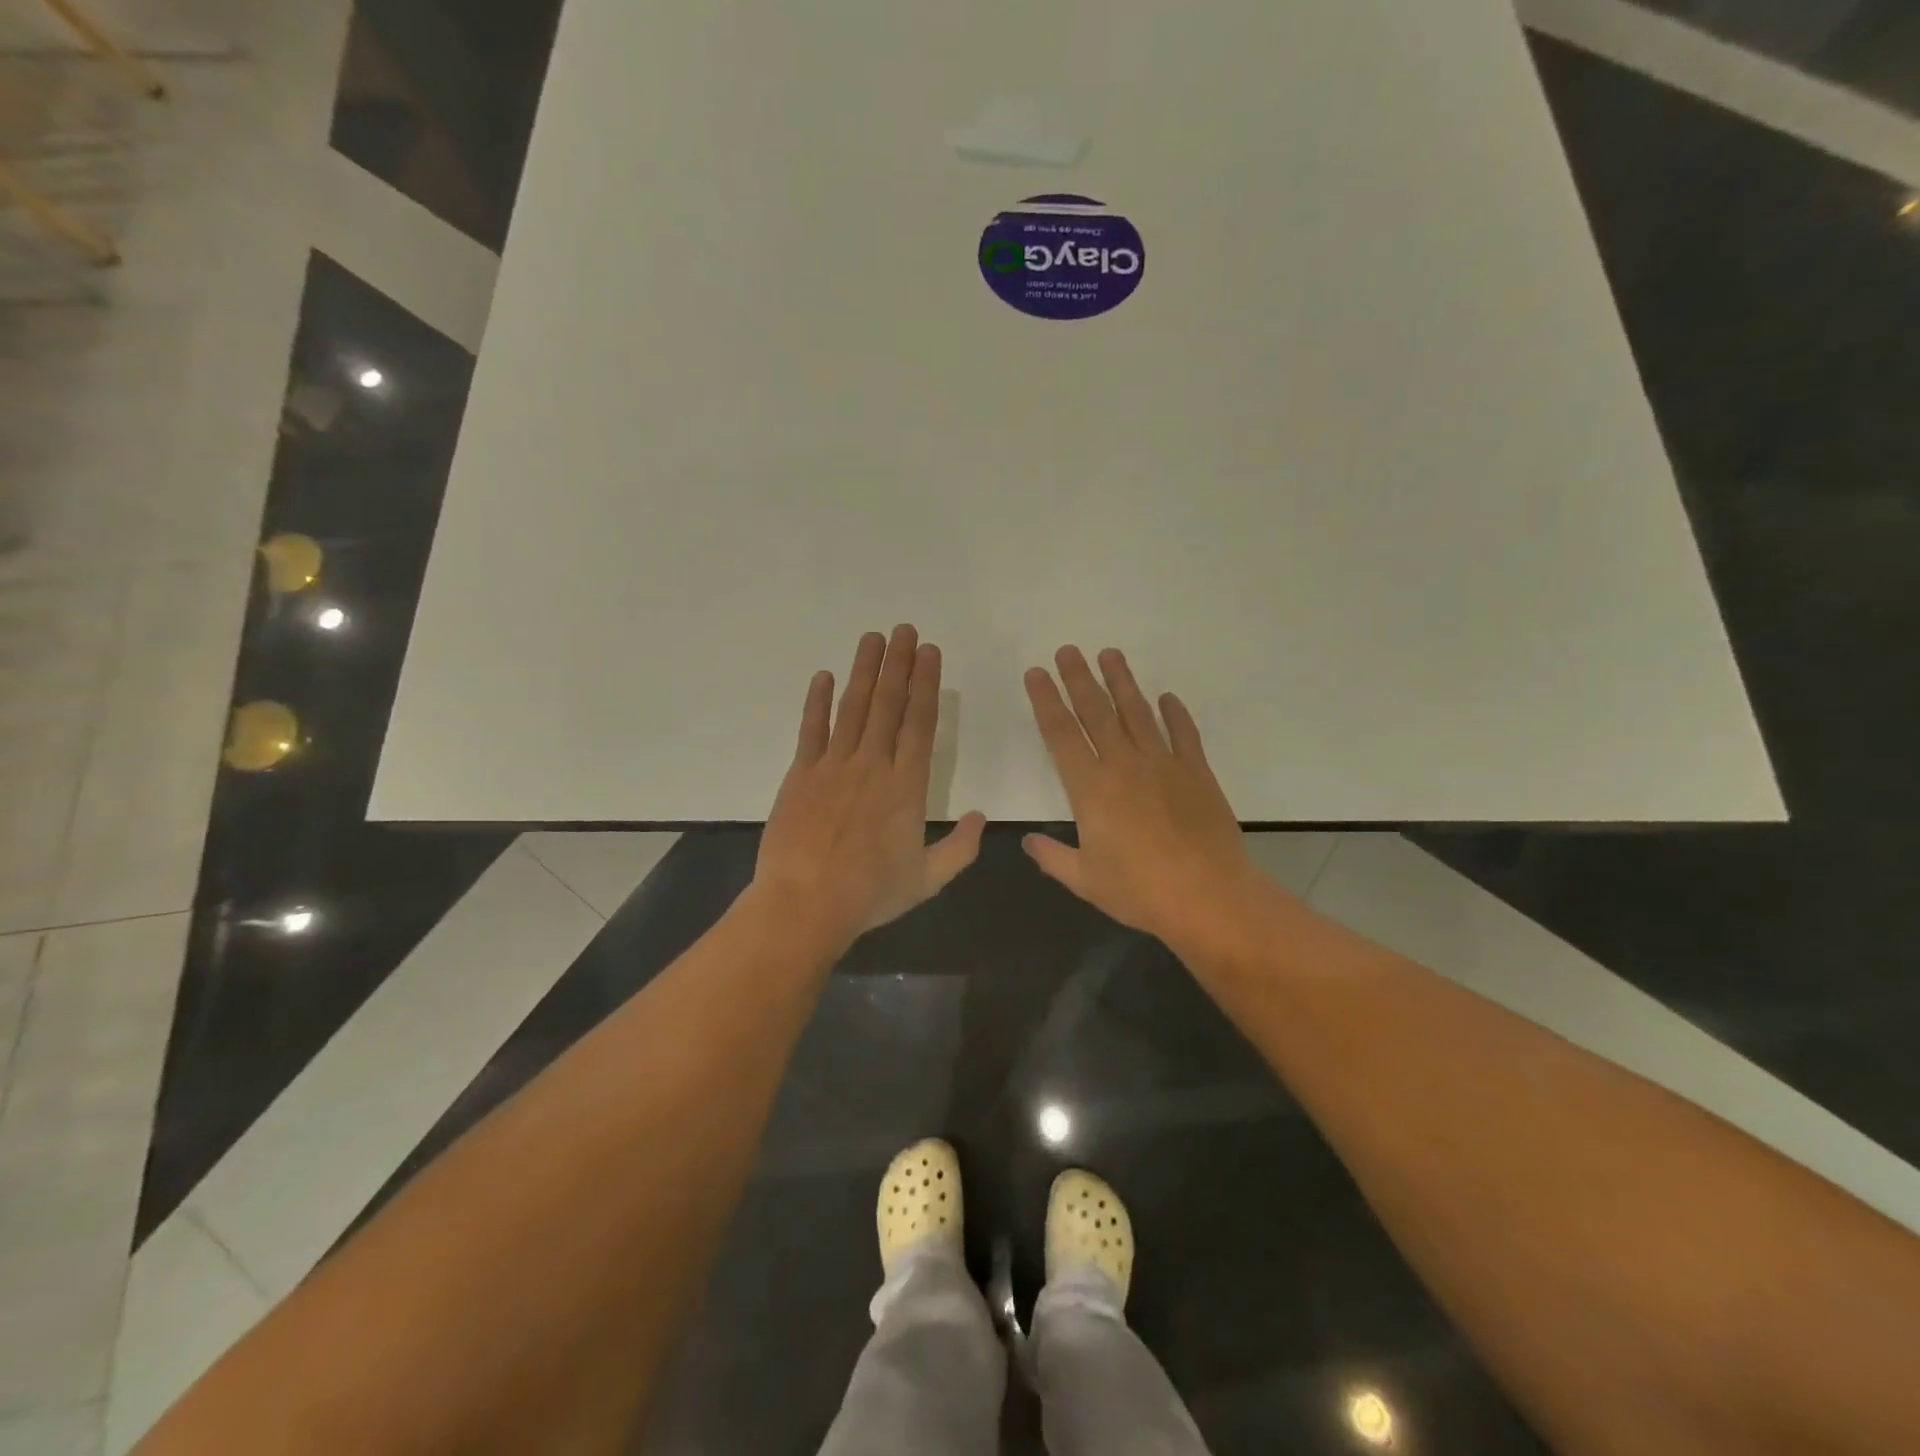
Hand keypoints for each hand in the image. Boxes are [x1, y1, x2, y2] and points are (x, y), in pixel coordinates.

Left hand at [753, 625, 985, 952]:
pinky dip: (818, 701)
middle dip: (897, 664)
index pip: (920, 723)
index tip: (929, 652)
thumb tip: (981, 817)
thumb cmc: (869, 894)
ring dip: (864, 670)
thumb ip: (960, 848)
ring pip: (853, 708)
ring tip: (872, 638)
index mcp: (907, 786)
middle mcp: (872, 765)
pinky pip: (811, 729)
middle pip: (888, 704)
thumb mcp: (927, 880)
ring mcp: (833, 766)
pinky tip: (824, 675)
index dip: (925, 684)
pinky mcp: (801, 774)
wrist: (805, 904)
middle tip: (904, 630)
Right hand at [1023, 646, 1268, 953]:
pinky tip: (1167, 698)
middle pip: (1096, 712)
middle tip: (1068, 650)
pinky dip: (1175, 714)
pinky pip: (1184, 734)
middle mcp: (1124, 766)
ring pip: (1137, 713)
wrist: (1209, 897)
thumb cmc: (1140, 891)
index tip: (1037, 674)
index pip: (1061, 735)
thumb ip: (1052, 857)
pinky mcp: (1197, 772)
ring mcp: (1164, 765)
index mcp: (1091, 790)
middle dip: (1079, 679)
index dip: (1046, 702)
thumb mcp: (1085, 881)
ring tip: (1110, 655)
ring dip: (1122, 682)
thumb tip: (1027, 842)